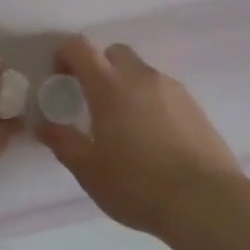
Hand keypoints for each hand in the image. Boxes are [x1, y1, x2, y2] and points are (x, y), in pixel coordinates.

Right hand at [37, 37, 249, 239]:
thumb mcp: (88, 170)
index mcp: (109, 85)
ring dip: (127, 86)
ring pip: (142, 72)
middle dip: (99, 68)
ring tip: (125, 126)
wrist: (206, 202)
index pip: (81, 48)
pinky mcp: (195, 107)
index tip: (60, 79)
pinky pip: (164, 92)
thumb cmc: (137, 184)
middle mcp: (141, 77)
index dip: (65, 55)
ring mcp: (173, 89)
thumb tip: (43, 125)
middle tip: (92, 101)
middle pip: (114, 53)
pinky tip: (153, 138)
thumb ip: (62, 142)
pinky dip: (151, 103)